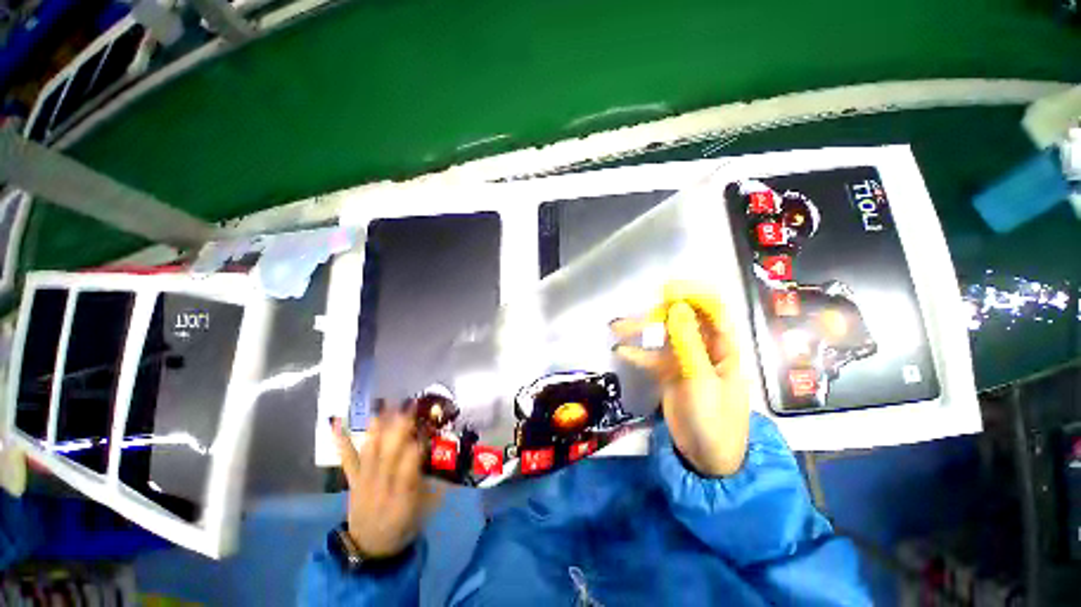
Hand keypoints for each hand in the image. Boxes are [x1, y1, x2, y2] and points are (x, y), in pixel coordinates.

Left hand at [332, 408, 442, 558]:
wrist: (369, 547)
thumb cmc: (403, 526)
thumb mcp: (424, 511)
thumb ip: (436, 488)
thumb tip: (448, 464)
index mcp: (403, 496)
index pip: (410, 467)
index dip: (416, 446)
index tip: (426, 428)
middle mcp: (382, 486)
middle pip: (389, 453)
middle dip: (398, 428)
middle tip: (408, 405)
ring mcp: (365, 481)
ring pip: (370, 452)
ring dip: (378, 428)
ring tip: (385, 405)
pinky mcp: (353, 480)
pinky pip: (348, 460)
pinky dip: (343, 442)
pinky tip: (338, 424)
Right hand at [613, 281, 749, 475]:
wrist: (706, 456)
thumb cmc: (714, 417)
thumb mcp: (701, 379)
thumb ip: (688, 343)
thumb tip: (677, 307)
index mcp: (723, 347)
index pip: (712, 310)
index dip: (693, 296)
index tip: (668, 290)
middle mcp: (704, 347)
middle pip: (681, 320)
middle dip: (659, 313)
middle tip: (637, 314)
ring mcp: (684, 360)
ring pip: (662, 336)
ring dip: (641, 331)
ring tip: (617, 327)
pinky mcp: (669, 372)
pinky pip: (651, 356)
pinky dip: (637, 352)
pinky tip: (620, 350)